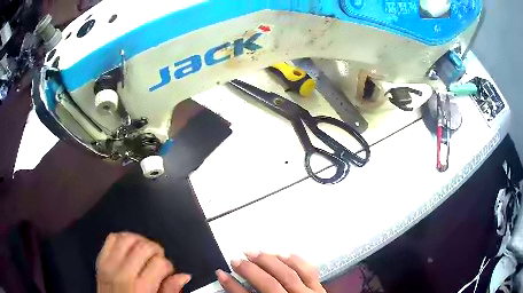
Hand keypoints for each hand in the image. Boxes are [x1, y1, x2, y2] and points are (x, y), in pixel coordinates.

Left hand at [96, 232, 190, 292]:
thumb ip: (170, 291)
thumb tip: (183, 275)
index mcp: (141, 288)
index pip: (160, 263)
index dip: (168, 266)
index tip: (167, 273)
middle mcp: (123, 273)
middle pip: (144, 247)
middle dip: (156, 250)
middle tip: (158, 260)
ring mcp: (109, 265)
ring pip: (127, 237)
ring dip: (140, 241)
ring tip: (145, 252)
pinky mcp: (100, 260)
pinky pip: (111, 238)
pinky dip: (122, 238)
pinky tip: (130, 248)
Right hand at [216, 252, 325, 292]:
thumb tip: (236, 289)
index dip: (232, 286)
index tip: (221, 274)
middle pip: (269, 284)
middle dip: (250, 270)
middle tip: (236, 260)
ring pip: (288, 274)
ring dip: (269, 261)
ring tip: (254, 252)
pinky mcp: (320, 290)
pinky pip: (309, 272)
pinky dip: (296, 261)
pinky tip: (283, 253)